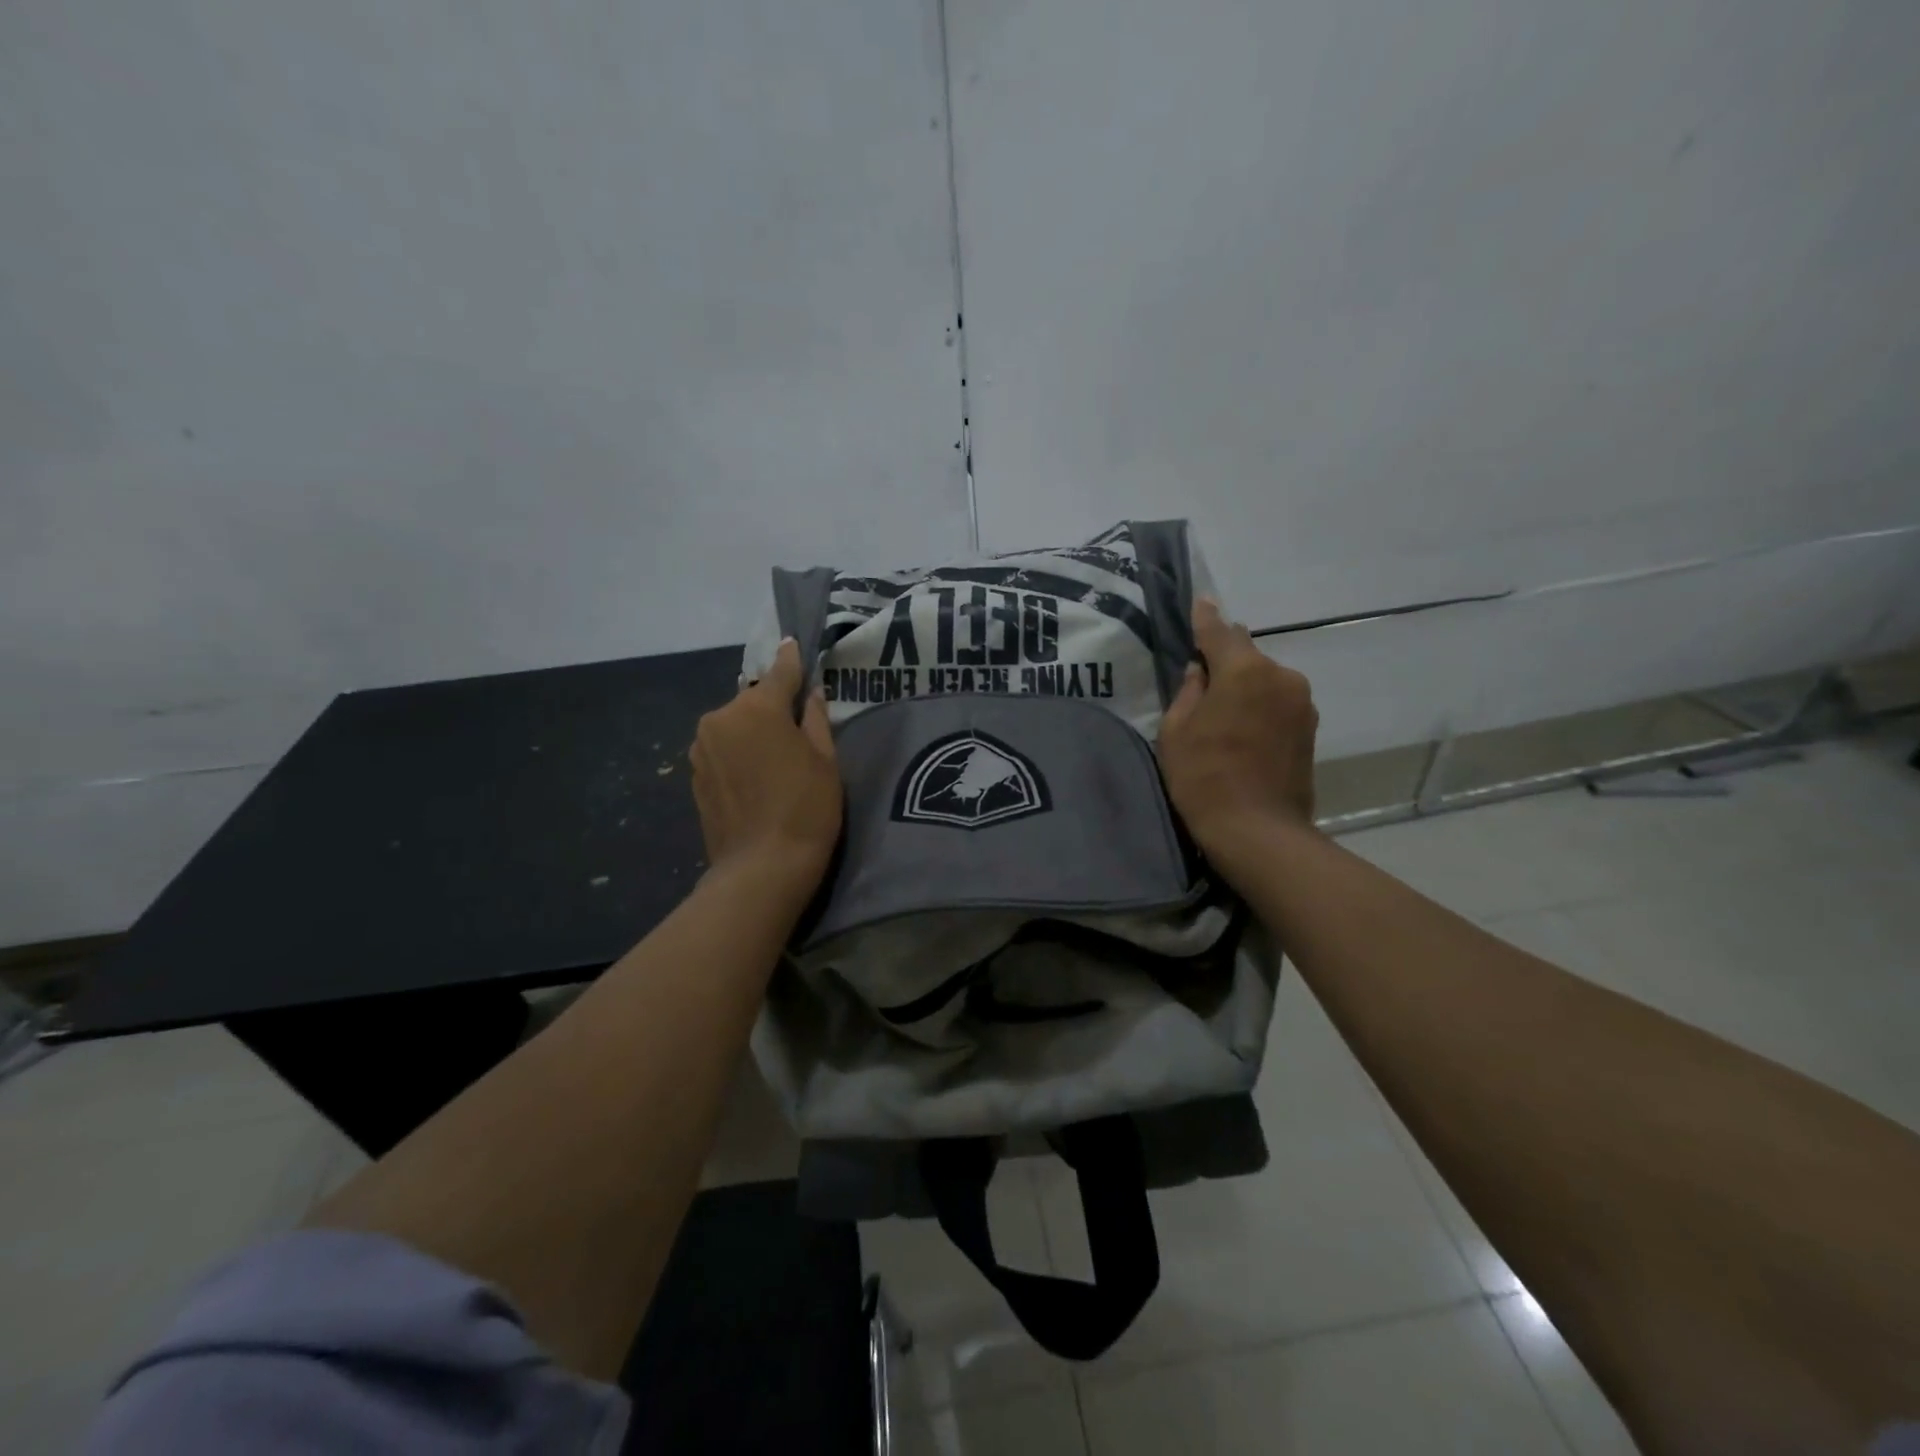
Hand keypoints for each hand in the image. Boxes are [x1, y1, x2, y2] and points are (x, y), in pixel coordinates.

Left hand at [690, 639, 842, 892]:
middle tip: (796, 728)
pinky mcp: (694, 774)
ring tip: (775, 758)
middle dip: (772, 707)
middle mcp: (721, 718)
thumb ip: (815, 718)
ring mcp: (702, 747)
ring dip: (753, 731)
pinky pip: (722, 750)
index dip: (791, 659)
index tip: (793, 643)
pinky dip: (738, 753)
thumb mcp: (825, 760)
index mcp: (757, 708)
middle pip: (753, 701)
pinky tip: (756, 777)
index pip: (780, 673)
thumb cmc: (806, 808)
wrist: (762, 868)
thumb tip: (810, 693)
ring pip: (735, 725)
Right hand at [1158, 598, 1319, 862]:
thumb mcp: (1176, 731)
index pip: (1220, 632)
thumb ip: (1189, 691)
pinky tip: (1243, 726)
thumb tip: (1200, 671)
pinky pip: (1278, 700)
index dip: (1205, 618)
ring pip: (1265, 679)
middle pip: (1247, 654)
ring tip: (1223, 709)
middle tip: (1202, 672)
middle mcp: (1281, 676)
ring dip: (1245, 684)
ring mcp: (1302, 702)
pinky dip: (1260, 704)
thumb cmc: (1204, 778)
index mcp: (1245, 671)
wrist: (1258, 831)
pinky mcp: (1310, 728)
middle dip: (1225, 657)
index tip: (1200, 602)